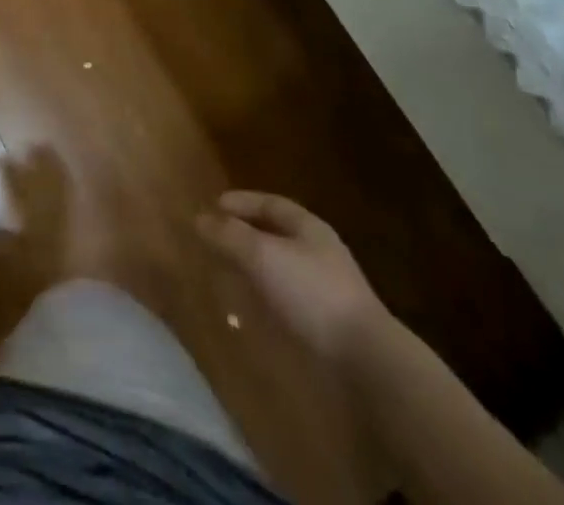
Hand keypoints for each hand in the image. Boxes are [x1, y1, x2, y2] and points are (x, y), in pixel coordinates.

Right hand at [198, 191, 387, 361]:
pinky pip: (286, 300)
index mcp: (308, 227)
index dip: (241, 201)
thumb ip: (229, 235)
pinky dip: (264, 298)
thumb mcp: (262, 255)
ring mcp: (324, 289)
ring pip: (279, 268)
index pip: (270, 203)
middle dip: (243, 235)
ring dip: (252, 269)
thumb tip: (199, 218)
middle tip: (213, 239)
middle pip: (274, 234)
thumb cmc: (311, 293)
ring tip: (224, 275)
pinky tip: (248, 311)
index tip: (213, 206)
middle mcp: (317, 252)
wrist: (365, 361)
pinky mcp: (325, 323)